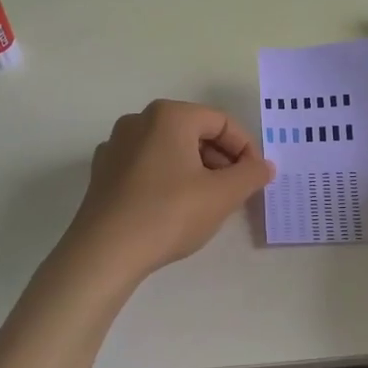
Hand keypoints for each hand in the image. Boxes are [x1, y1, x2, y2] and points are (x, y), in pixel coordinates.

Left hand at [58, 100, 274, 285]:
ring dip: (196, 169)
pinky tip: (174, 208)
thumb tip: (264, 166)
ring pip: (170, 149)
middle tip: (235, 191)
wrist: (104, 253)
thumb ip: (250, 175)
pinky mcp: (103, 171)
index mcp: (169, 115)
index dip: (246, 149)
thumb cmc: (168, 214)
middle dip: (221, 159)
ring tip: (208, 202)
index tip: (255, 178)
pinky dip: (168, 178)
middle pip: (194, 132)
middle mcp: (139, 120)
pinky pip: (147, 165)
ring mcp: (116, 145)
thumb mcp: (222, 195)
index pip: (222, 122)